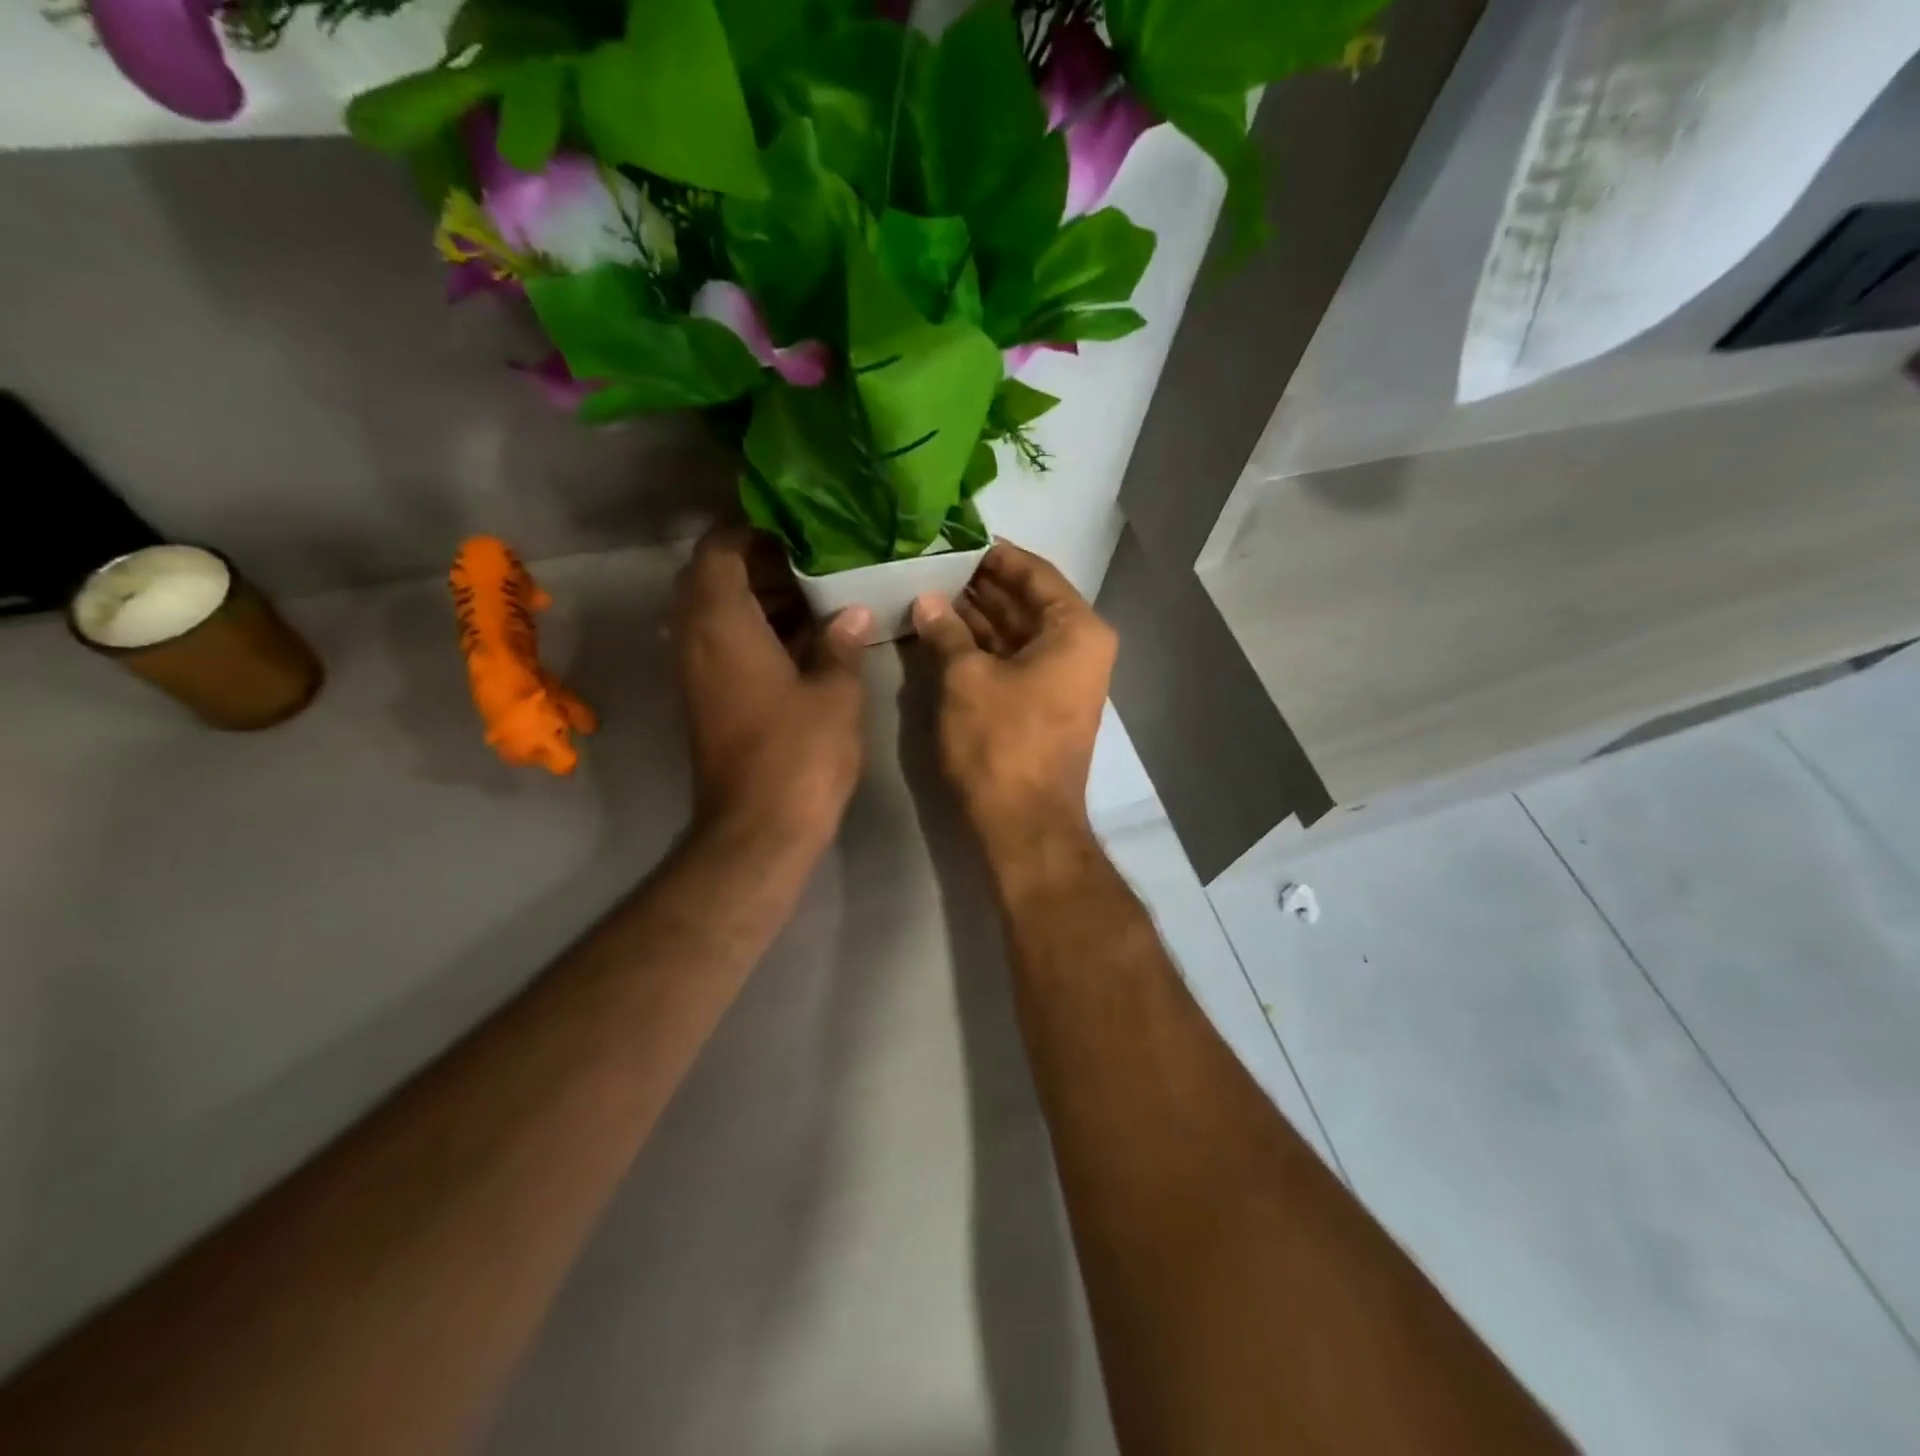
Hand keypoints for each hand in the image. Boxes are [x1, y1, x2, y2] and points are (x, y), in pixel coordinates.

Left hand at [673, 527, 869, 851]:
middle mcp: (696, 640)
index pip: (718, 550)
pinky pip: (723, 645)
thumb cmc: (799, 754)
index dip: (749, 529)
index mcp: (722, 623)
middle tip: (811, 558)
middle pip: (711, 578)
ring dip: (758, 597)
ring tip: (815, 591)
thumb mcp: (835, 693)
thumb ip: (840, 643)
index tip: (792, 524)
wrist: (759, 829)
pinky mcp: (707, 700)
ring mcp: (697, 673)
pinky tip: (805, 636)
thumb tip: (851, 613)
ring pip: (717, 614)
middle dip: (758, 562)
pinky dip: (755, 630)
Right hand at [911, 542, 1116, 852]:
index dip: (993, 556)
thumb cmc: (1002, 743)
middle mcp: (1081, 648)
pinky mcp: (1046, 705)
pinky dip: (985, 648)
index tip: (955, 540)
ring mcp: (1065, 679)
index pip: (1035, 573)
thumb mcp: (966, 679)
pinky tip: (947, 633)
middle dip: (982, 587)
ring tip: (932, 594)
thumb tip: (928, 600)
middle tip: (933, 566)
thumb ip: (947, 631)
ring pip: (1019, 633)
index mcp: (1077, 629)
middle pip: (1028, 602)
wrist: (1025, 824)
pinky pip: (1016, 661)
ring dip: (979, 617)